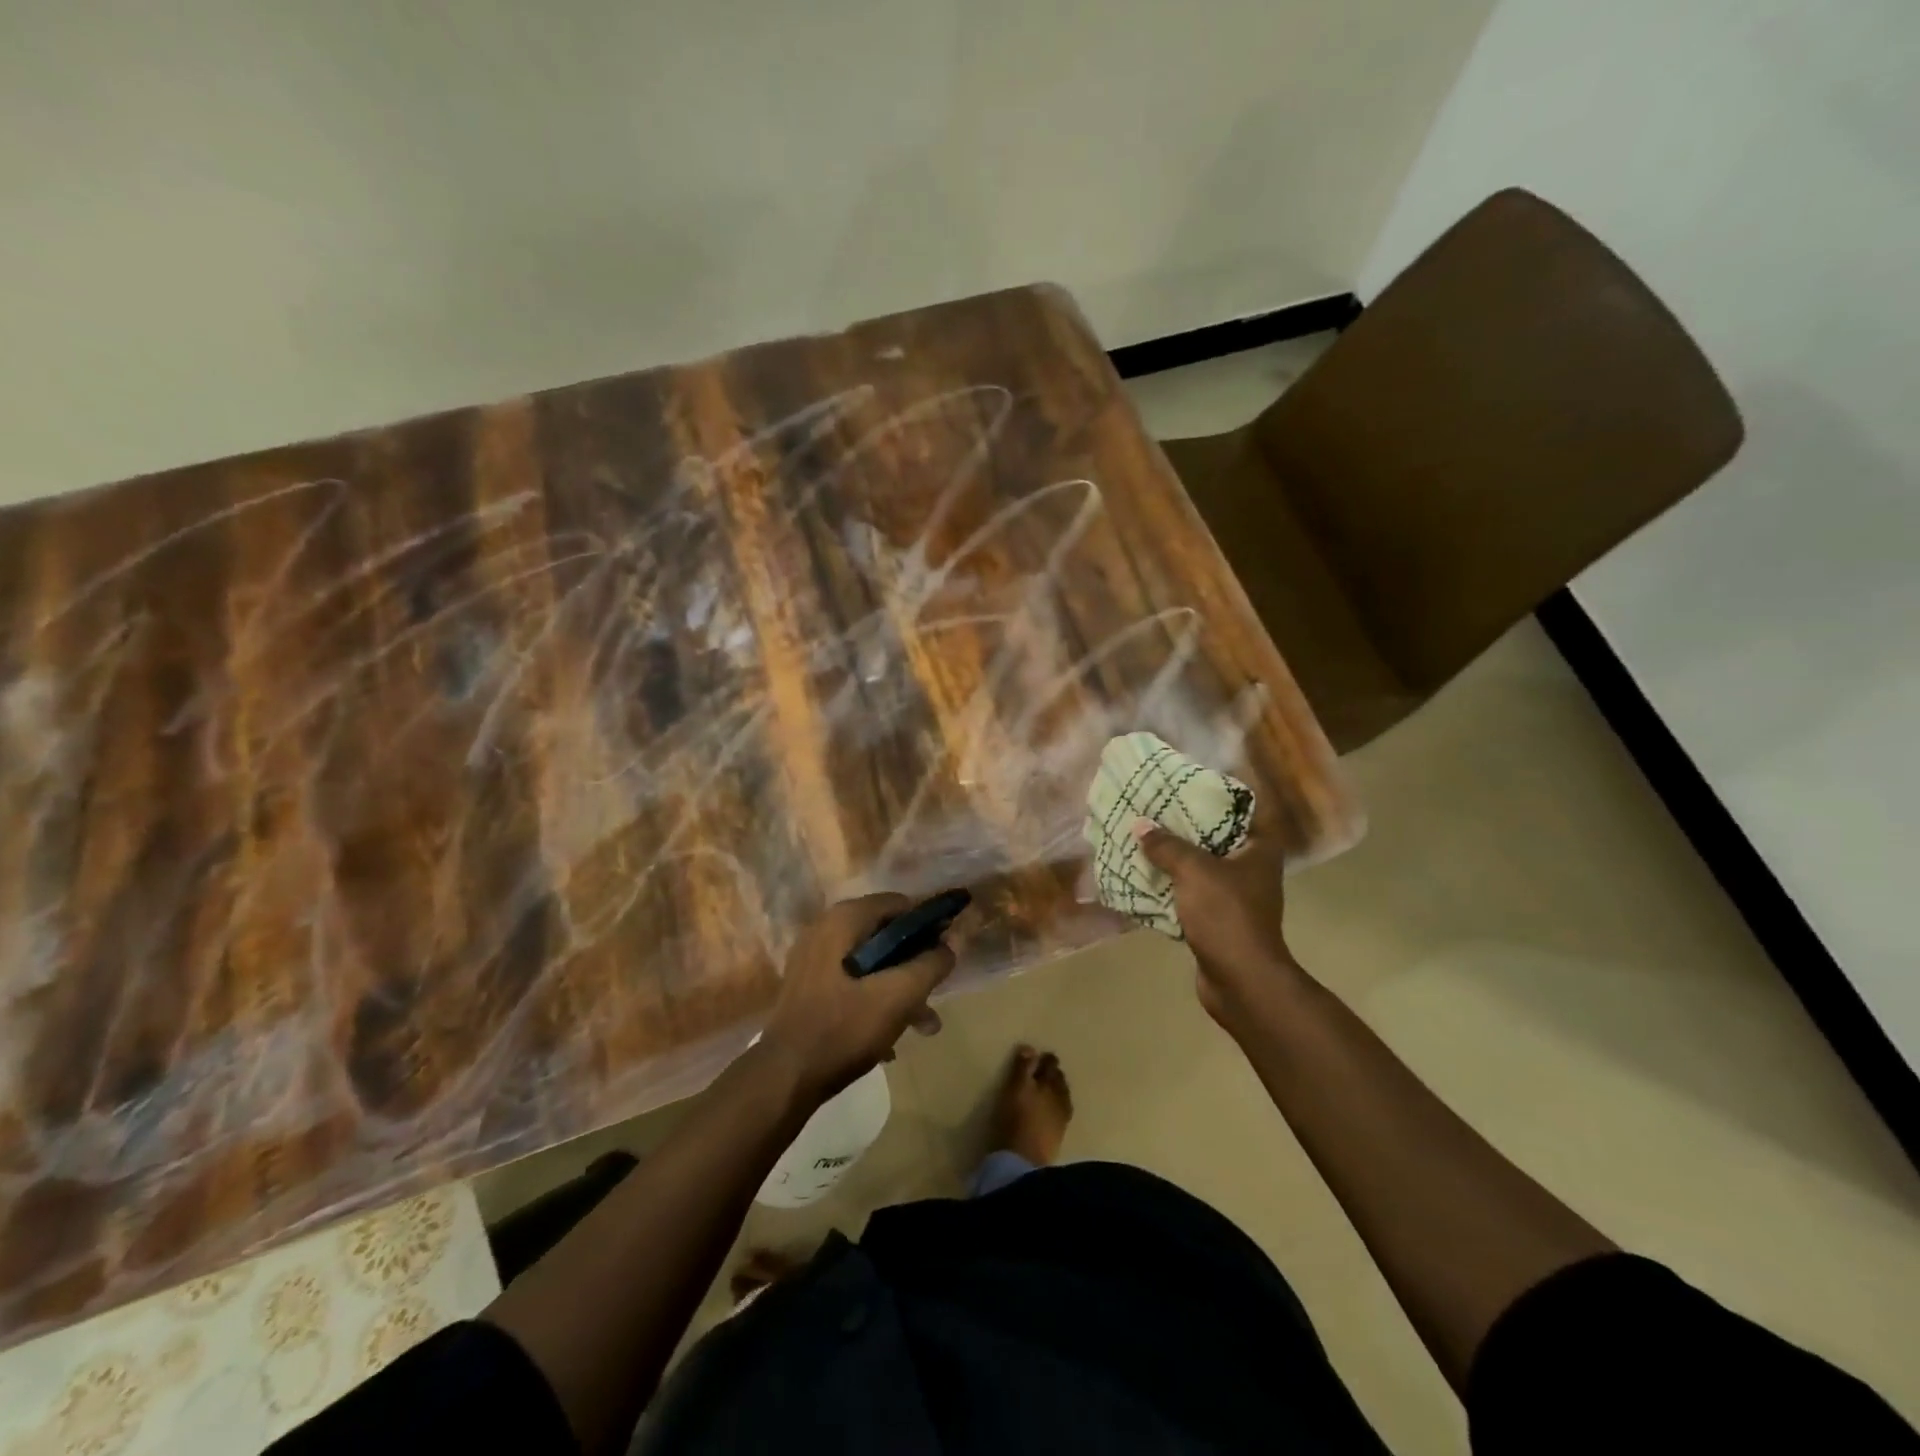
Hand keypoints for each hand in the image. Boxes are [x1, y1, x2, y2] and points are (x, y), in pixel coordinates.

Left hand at [761, 895, 956, 1102]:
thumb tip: (951, 945)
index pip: (900, 904)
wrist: (784, 1078)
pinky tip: (889, 1039)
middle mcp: (825, 929)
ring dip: (900, 990)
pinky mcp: (808, 986)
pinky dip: (874, 1000)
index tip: (946, 955)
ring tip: (923, 1027)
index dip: (928, 926)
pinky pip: (853, 982)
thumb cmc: (844, 1029)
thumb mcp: (898, 996)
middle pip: (886, 936)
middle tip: (935, 997)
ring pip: (872, 964)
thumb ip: (930, 965)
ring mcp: (813, 959)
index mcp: (844, 920)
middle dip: (915, 967)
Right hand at [1134, 815, 1305, 1030]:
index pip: (1241, 808)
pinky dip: (1169, 886)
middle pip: (1214, 837)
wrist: (1240, 980)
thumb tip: (1140, 825)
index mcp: (1259, 849)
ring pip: (1198, 867)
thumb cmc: (1226, 915)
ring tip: (1140, 839)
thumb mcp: (1194, 871)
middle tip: (1151, 810)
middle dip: (1182, 826)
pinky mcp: (1217, 920)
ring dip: (1172, 858)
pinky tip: (1142, 876)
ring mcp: (1235, 897)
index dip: (1213, 794)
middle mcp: (1251, 868)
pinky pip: (1189, 894)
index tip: (1182, 785)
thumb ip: (1166, 845)